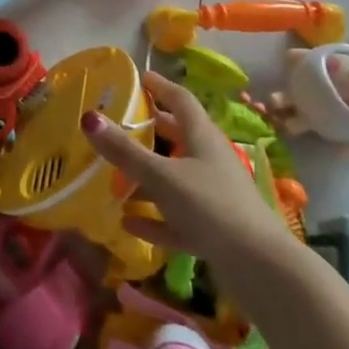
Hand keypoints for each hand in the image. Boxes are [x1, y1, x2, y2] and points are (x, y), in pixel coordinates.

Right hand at [81, 70, 299, 270]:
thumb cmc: (210, 206)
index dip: (160, 87)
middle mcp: (210, 160)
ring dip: (149, 176)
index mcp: (202, 137)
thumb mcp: (161, 176)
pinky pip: (177, 217)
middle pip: (179, 137)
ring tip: (116, 175)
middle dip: (152, 129)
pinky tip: (129, 223)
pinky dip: (154, 217)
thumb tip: (88, 117)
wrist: (260, 268)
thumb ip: (124, 150)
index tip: (139, 79)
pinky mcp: (214, 230)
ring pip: (177, 177)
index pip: (181, 100)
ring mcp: (214, 196)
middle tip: (121, 123)